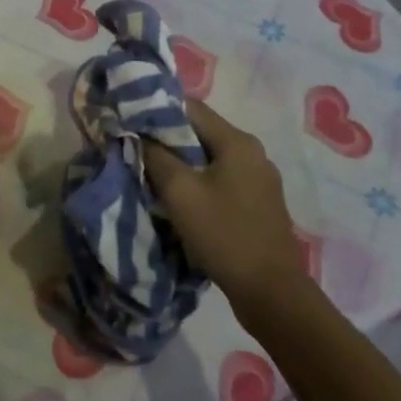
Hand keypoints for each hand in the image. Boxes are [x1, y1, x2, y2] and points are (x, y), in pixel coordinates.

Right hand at [144, 99, 304, 307]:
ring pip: (210, 157)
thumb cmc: (223, 235)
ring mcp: (259, 179)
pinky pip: (221, 178)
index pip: (190, 108)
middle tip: (135, 148)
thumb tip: (139, 135)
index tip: (129, 122)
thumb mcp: (180, 193)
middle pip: (201, 132)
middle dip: (167, 138)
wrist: (271, 292)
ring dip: (181, 162)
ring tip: (152, 173)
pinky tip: (180, 198)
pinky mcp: (259, 203)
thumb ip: (156, 156)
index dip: (156, 110)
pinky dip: (198, 181)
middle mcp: (253, 152)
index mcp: (237, 141)